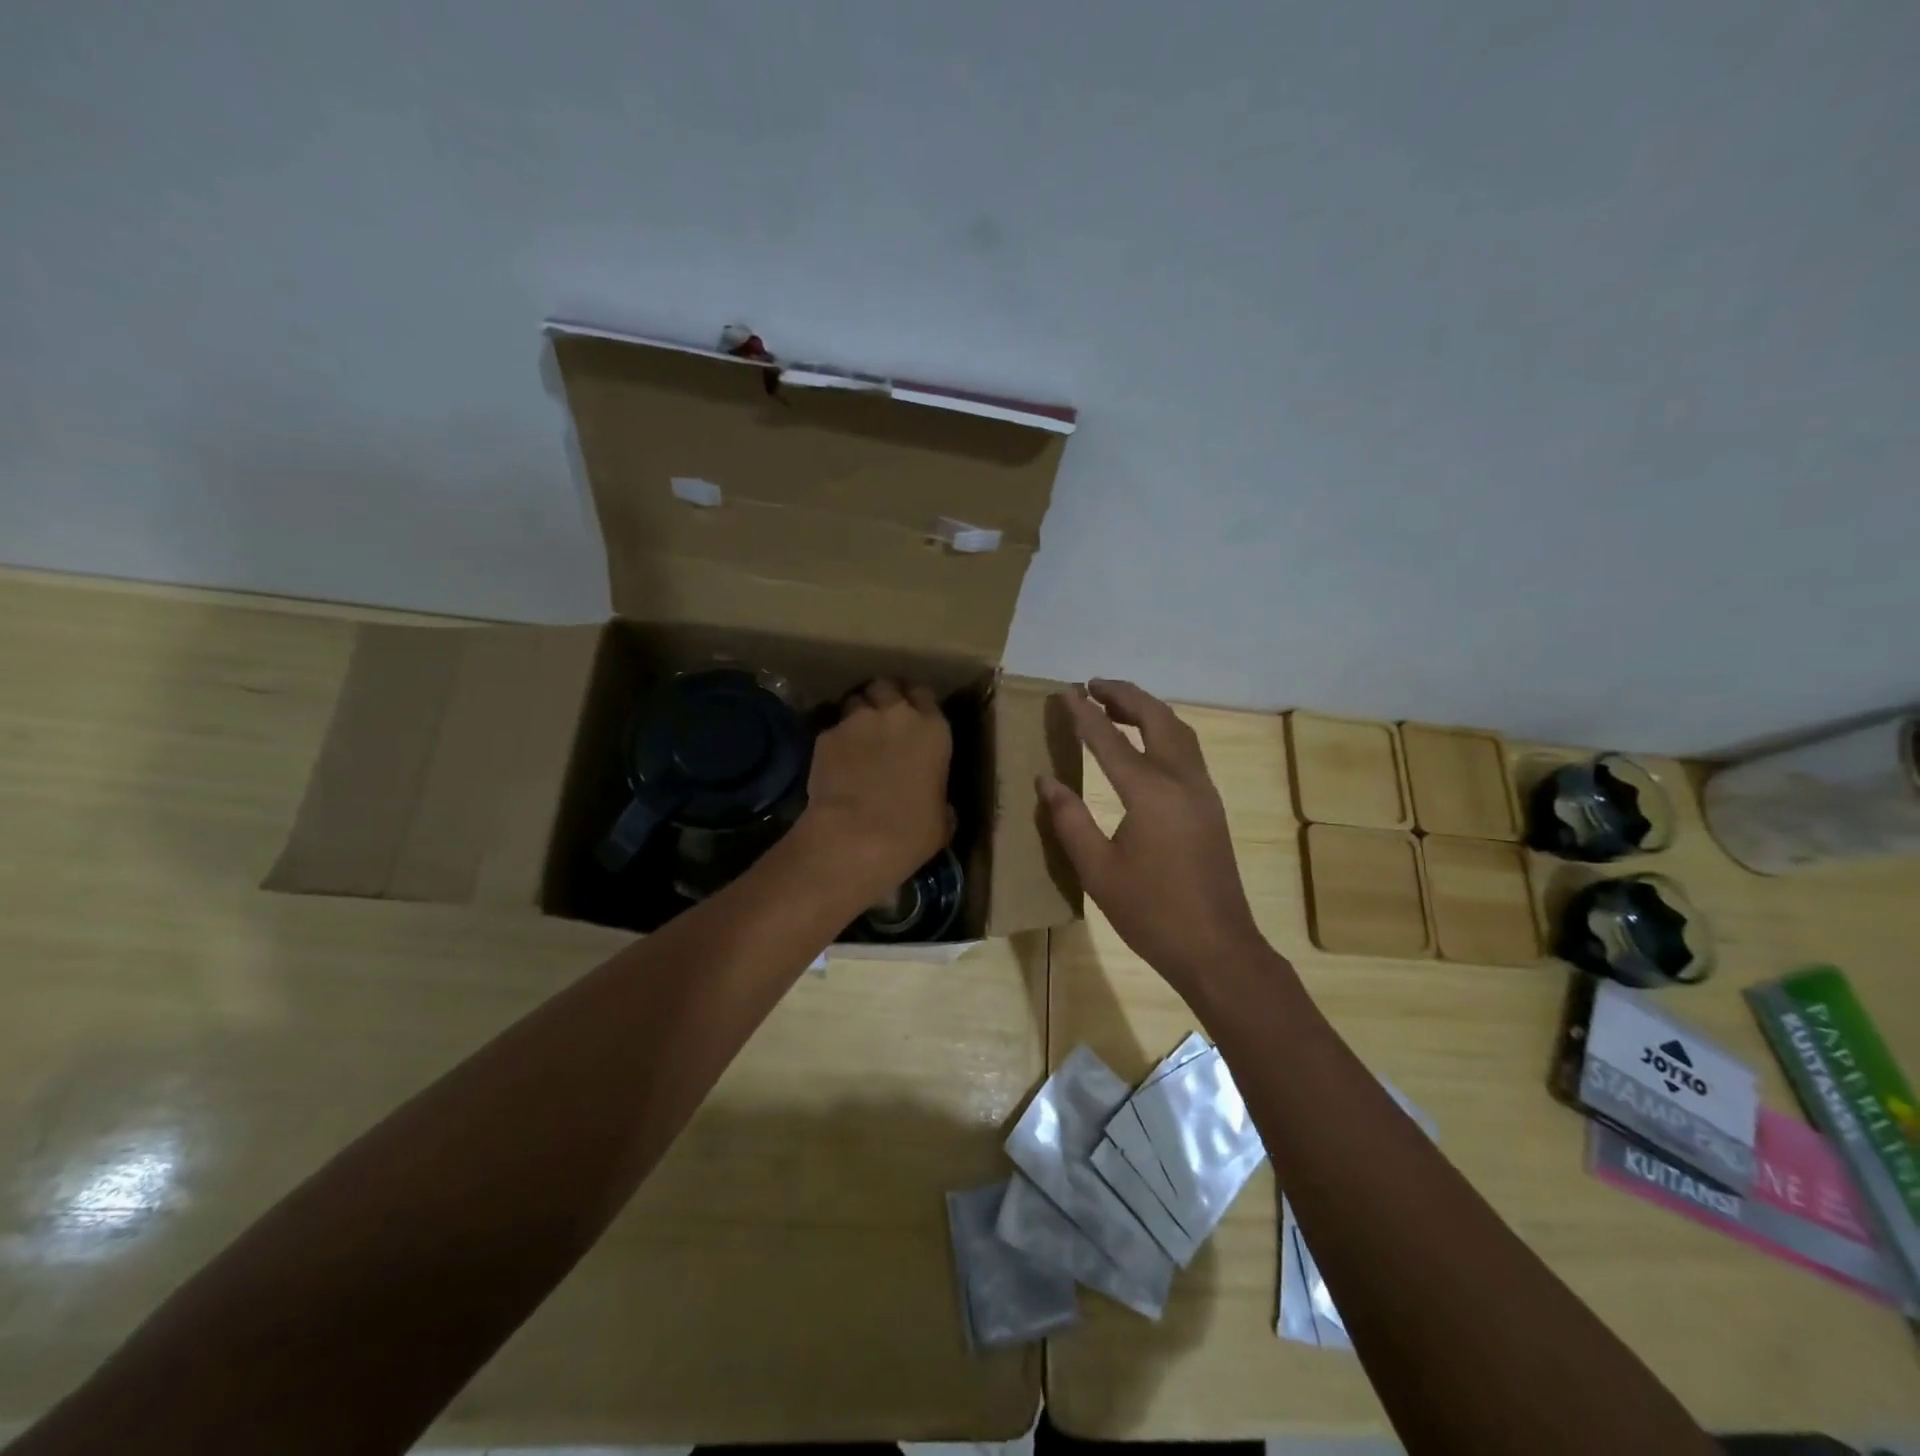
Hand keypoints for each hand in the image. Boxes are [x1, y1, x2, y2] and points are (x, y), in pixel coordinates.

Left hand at [798, 680, 952, 904]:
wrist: (856, 837)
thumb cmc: (912, 832)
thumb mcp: (942, 818)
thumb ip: (939, 797)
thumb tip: (936, 804)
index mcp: (933, 729)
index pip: (924, 694)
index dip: (916, 704)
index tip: (913, 718)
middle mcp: (897, 714)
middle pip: (887, 686)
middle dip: (883, 698)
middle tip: (882, 720)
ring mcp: (857, 720)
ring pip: (855, 700)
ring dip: (857, 714)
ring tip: (856, 737)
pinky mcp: (825, 735)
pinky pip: (832, 728)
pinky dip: (835, 740)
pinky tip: (834, 761)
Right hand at [1038, 680, 1267, 993]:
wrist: (1217, 948)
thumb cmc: (1151, 912)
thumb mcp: (1097, 870)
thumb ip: (1070, 820)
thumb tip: (1046, 781)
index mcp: (1151, 793)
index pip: (1111, 740)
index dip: (1085, 715)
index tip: (1066, 692)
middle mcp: (1182, 780)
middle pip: (1156, 719)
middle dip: (1125, 695)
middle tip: (1093, 684)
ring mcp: (1203, 791)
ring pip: (1178, 731)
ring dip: (1147, 710)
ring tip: (1115, 703)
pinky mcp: (1211, 805)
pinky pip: (1187, 750)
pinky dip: (1163, 730)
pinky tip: (1146, 741)